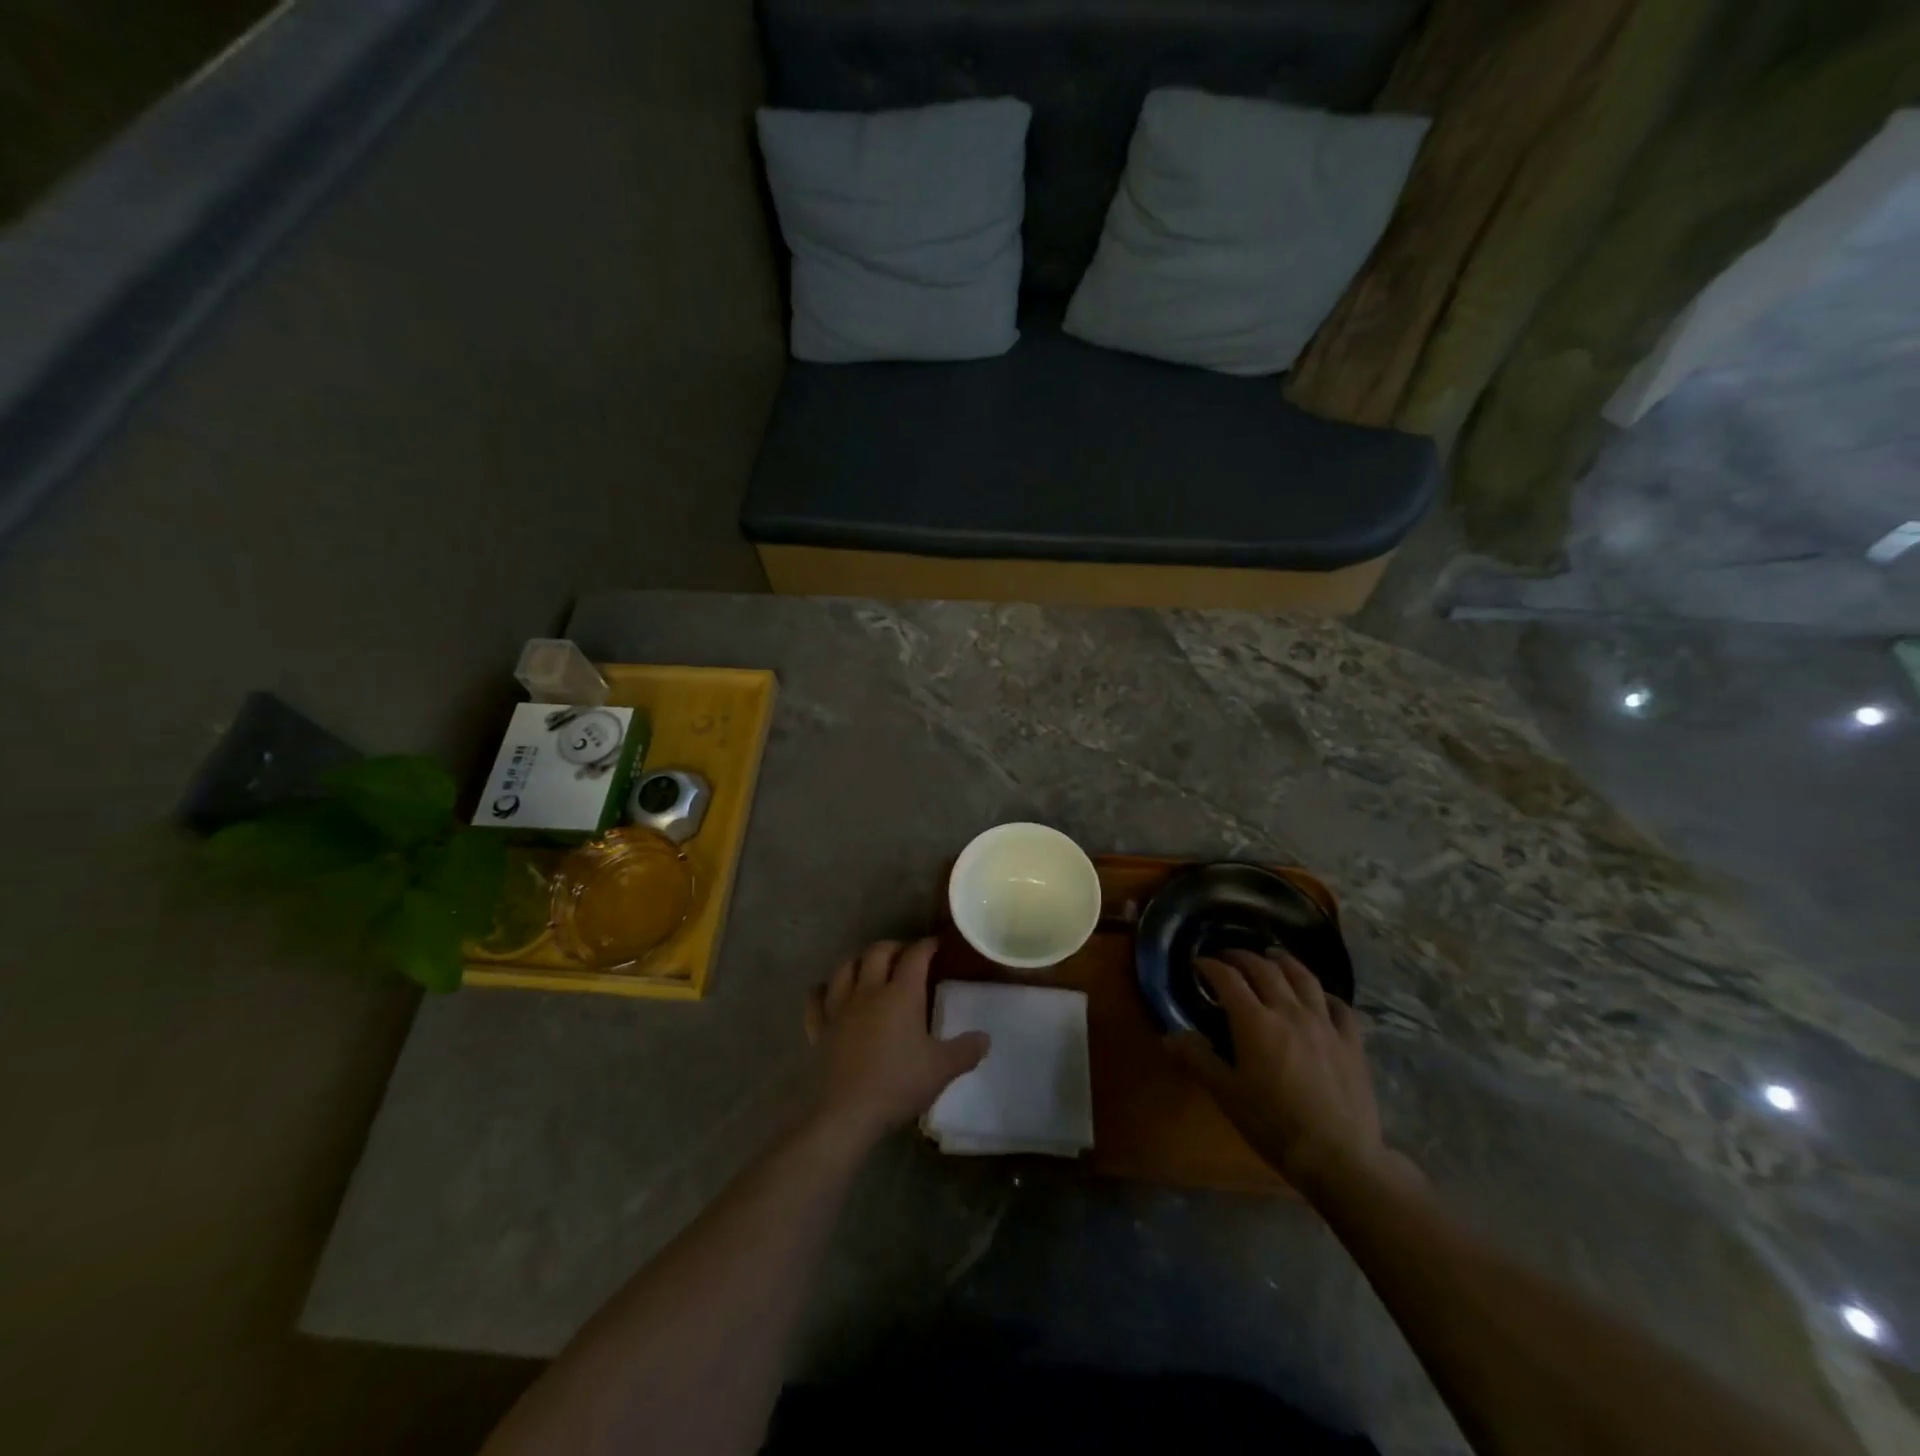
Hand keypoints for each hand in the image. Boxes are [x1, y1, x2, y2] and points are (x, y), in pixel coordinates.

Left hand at [804, 938, 989, 1147]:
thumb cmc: (898, 1084)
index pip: (915, 956)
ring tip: (870, 967)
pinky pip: (817, 999)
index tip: (935, 945)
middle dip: (893, 947)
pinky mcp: (819, 1027)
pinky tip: (829, 992)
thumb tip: (985, 1038)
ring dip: (860, 961)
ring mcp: (839, 1007)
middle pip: (878, 952)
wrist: (848, 1113)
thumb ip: (965, 1051)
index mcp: (901, 995)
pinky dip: (824, 990)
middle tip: (905, 955)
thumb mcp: (941, 1070)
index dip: (926, 946)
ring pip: (845, 968)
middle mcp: (869, 991)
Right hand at [1169, 949, 1410, 1195]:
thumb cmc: (1274, 1125)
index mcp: (1255, 1021)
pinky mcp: (1351, 1041)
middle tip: (1229, 957)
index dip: (1210, 966)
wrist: (1339, 1157)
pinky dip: (1324, 994)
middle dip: (1242, 957)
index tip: (1199, 964)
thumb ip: (1197, 1059)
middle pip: (1264, 969)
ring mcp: (1325, 1024)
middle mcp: (1289, 1011)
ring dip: (1284, 961)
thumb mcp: (1226, 1094)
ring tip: (1273, 956)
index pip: (1227, 978)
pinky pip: (1339, 1006)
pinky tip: (1319, 997)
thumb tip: (1170, 1036)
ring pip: (1304, 978)